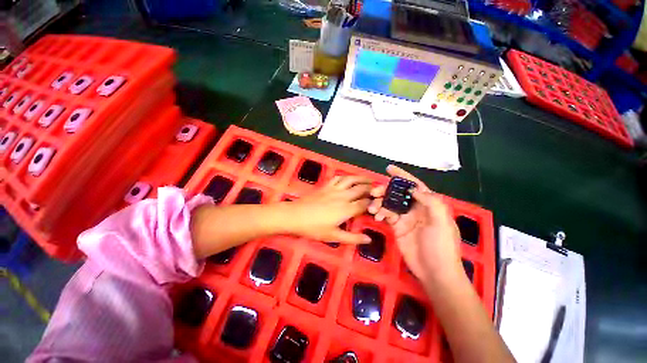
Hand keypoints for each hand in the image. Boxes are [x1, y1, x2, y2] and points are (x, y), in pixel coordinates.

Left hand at [287, 175, 373, 243]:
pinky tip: (348, 178)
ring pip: (351, 180)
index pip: (365, 203)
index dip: (373, 202)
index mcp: (346, 209)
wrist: (295, 216)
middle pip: (360, 189)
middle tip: (379, 188)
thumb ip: (352, 238)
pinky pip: (338, 178)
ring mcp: (334, 189)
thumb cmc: (314, 228)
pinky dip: (345, 177)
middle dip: (371, 188)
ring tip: (369, 179)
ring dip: (361, 178)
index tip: (380, 202)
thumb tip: (369, 240)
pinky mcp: (326, 186)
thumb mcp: (333, 237)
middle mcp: (343, 196)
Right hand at [369, 165, 463, 283]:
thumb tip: (414, 189)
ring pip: (389, 203)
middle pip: (398, 193)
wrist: (435, 272)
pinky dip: (380, 213)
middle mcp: (416, 208)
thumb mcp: (442, 222)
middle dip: (385, 190)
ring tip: (372, 208)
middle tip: (374, 192)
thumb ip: (430, 202)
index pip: (414, 185)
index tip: (388, 168)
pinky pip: (386, 215)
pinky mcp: (397, 227)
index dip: (402, 176)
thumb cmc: (442, 246)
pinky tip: (376, 217)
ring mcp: (405, 218)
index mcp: (429, 204)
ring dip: (379, 203)